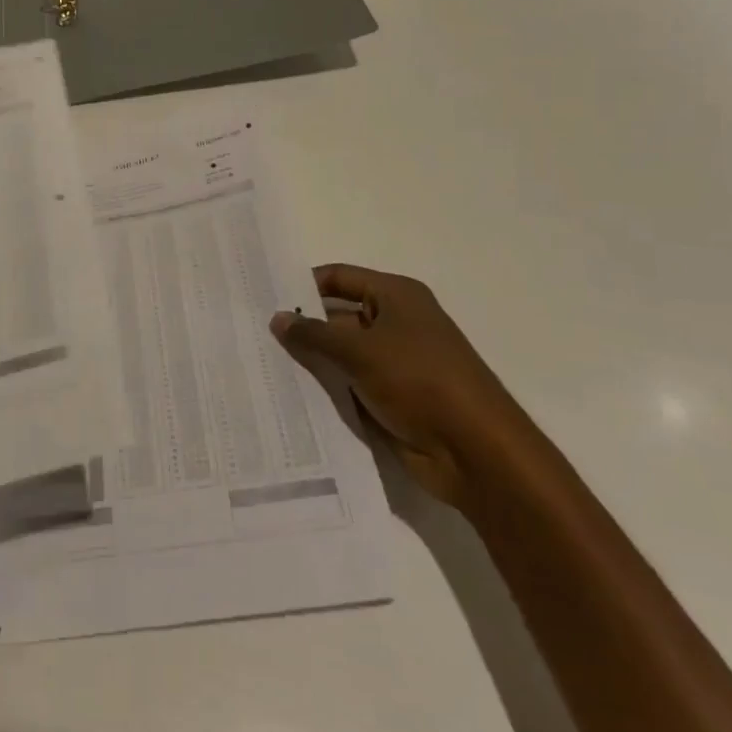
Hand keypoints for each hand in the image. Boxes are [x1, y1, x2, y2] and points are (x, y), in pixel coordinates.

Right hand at [271, 263, 527, 506]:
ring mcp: (395, 364)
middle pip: (338, 315)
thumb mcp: (360, 351)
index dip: (303, 284)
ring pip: (342, 354)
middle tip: (254, 332)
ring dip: (312, 361)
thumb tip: (277, 318)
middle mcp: (396, 323)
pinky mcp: (392, 399)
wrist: (477, 453)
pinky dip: (326, 389)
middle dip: (302, 326)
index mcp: (396, 296)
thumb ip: (314, 334)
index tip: (263, 294)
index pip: (339, 278)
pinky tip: (289, 395)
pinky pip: (350, 386)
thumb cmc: (421, 381)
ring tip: (261, 363)